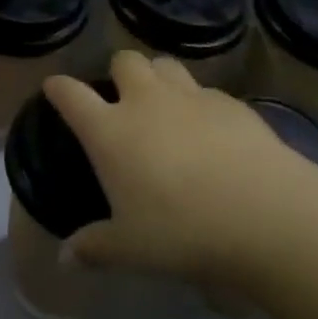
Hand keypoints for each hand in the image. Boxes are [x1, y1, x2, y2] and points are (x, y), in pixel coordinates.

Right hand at [43, 53, 317, 288]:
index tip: (54, 87)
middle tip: (124, 100)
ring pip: (165, 64)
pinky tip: (211, 132)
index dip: (59, 88)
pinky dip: (199, 103)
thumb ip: (94, 248)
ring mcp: (189, 96)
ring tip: (165, 105)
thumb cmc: (183, 231)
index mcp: (111, 130)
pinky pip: (205, 90)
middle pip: (124, 61)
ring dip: (158, 77)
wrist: (264, 212)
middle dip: (119, 73)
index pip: (71, 95)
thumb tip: (64, 257)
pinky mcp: (229, 101)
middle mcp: (145, 100)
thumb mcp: (131, 250)